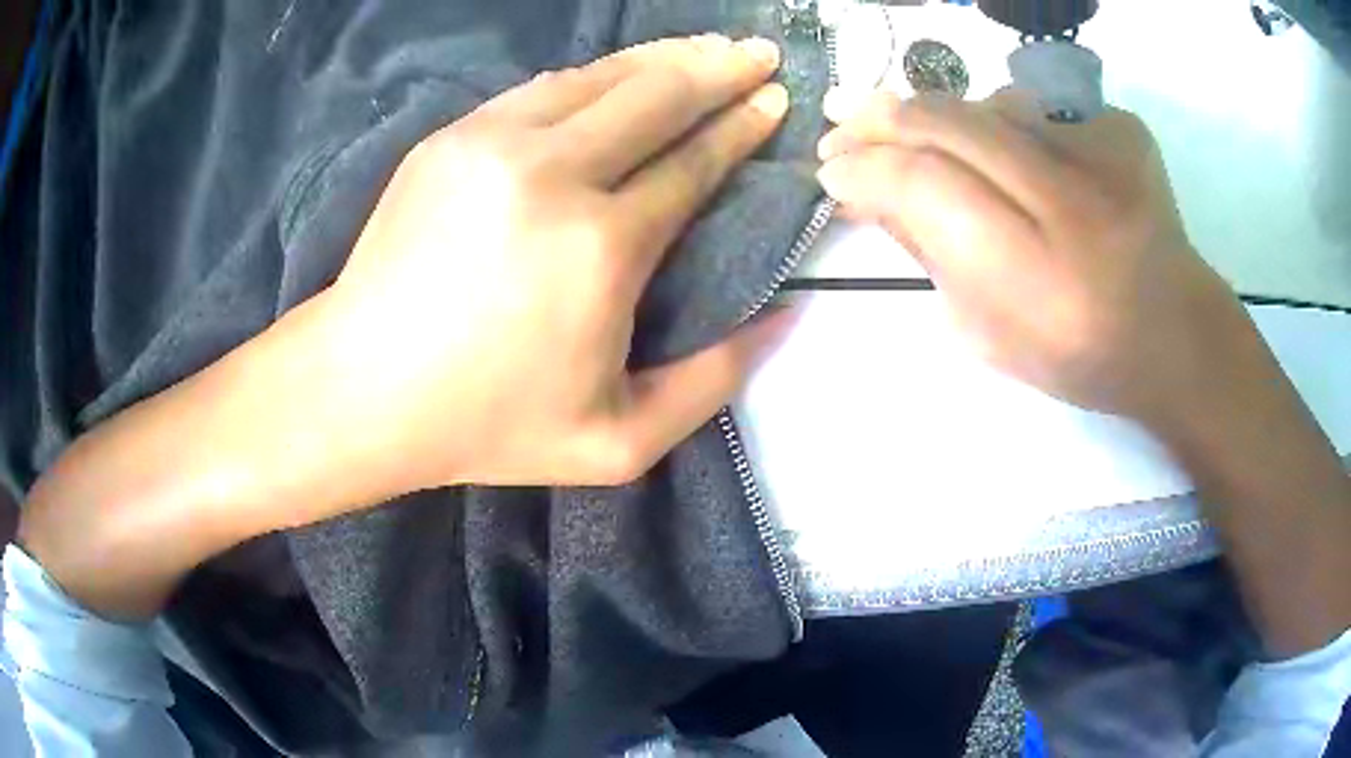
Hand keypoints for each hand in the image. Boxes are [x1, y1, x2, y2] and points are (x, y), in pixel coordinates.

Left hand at [18, 35, 797, 618]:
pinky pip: (547, 86)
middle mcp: (547, 176)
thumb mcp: (606, 447)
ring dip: (660, 57)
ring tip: (708, 43)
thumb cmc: (470, 437)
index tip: (775, 111)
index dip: (741, 136)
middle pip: (653, 101)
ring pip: (600, 77)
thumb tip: (768, 328)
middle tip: (760, 54)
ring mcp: (491, 145)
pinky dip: (598, 69)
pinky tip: (624, 67)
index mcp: (591, 253)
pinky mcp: (451, 138)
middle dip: (714, 74)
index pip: (693, 169)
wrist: (340, 397)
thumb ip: (699, 388)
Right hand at [817, 90, 1350, 656]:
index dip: (865, 167)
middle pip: (949, 122)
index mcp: (1037, 279)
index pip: (923, 184)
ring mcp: (1107, 155)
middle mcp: (1074, 203)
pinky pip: (1041, 109)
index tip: (833, 170)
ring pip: (989, 104)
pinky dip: (1008, 124)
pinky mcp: (1125, 129)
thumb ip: (928, 255)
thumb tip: (870, 189)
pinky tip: (1009, 155)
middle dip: (882, 117)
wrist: (1175, 335)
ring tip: (921, 140)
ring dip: (941, 117)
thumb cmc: (1078, 355)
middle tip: (844, 122)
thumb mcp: (986, 334)